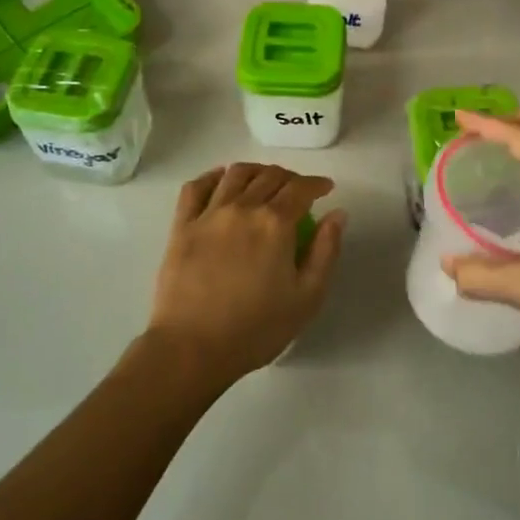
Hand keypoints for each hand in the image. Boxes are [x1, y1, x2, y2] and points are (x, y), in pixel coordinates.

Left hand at [144, 163, 346, 386]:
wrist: (192, 348)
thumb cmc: (256, 329)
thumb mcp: (307, 297)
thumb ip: (326, 251)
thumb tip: (337, 214)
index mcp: (276, 223)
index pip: (301, 188)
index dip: (317, 184)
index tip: (326, 189)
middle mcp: (243, 207)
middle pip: (270, 177)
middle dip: (290, 178)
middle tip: (299, 190)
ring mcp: (209, 214)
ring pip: (235, 174)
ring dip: (256, 171)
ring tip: (264, 181)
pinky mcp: (182, 226)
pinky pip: (196, 187)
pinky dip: (212, 176)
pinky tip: (221, 179)